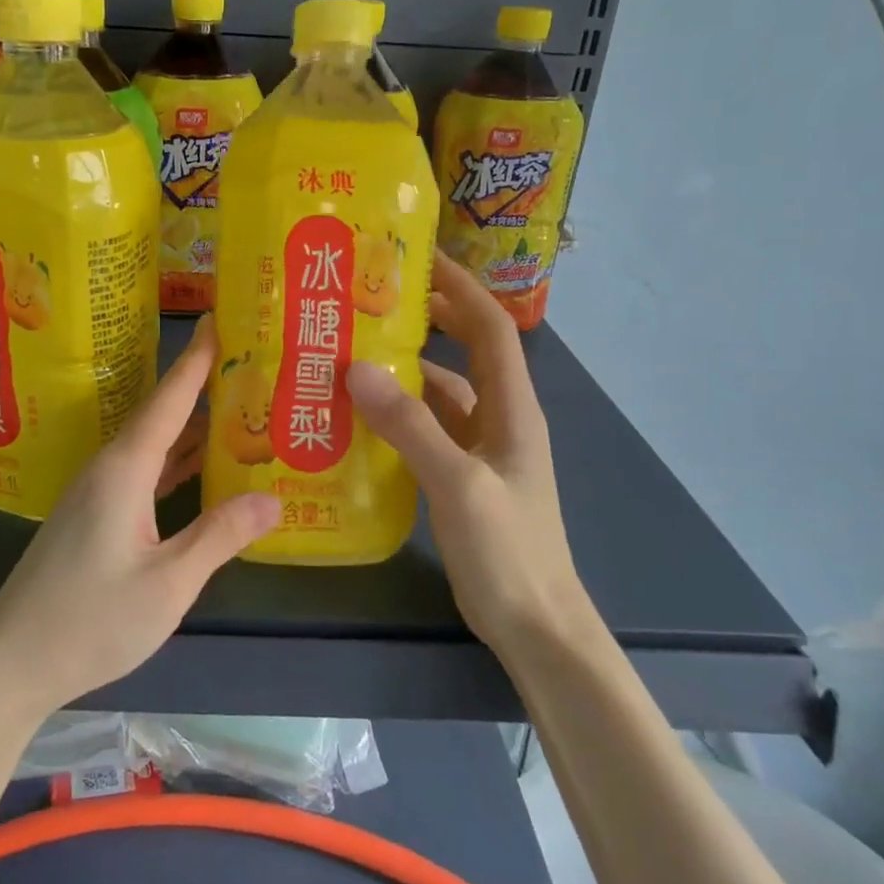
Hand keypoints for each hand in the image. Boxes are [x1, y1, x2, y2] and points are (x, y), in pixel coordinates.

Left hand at [0, 318, 279, 720]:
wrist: (11, 664)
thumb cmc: (90, 621)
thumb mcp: (168, 584)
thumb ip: (220, 535)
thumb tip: (272, 498)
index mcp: (125, 469)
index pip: (170, 398)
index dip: (197, 358)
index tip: (220, 316)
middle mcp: (109, 468)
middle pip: (163, 414)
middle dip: (205, 386)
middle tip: (252, 363)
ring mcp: (98, 492)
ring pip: (154, 444)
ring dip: (193, 425)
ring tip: (241, 407)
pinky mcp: (95, 516)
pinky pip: (145, 471)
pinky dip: (176, 461)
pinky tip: (202, 466)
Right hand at [346, 251, 591, 659]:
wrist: (535, 626)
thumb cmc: (508, 551)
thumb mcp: (458, 483)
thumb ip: (410, 426)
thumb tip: (357, 369)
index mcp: (511, 407)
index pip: (489, 326)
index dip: (459, 287)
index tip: (417, 257)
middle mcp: (498, 417)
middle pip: (464, 351)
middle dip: (426, 319)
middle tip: (369, 301)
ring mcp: (480, 448)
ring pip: (439, 393)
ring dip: (402, 372)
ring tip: (348, 356)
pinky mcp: (461, 476)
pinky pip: (426, 430)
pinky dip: (397, 416)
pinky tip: (358, 419)